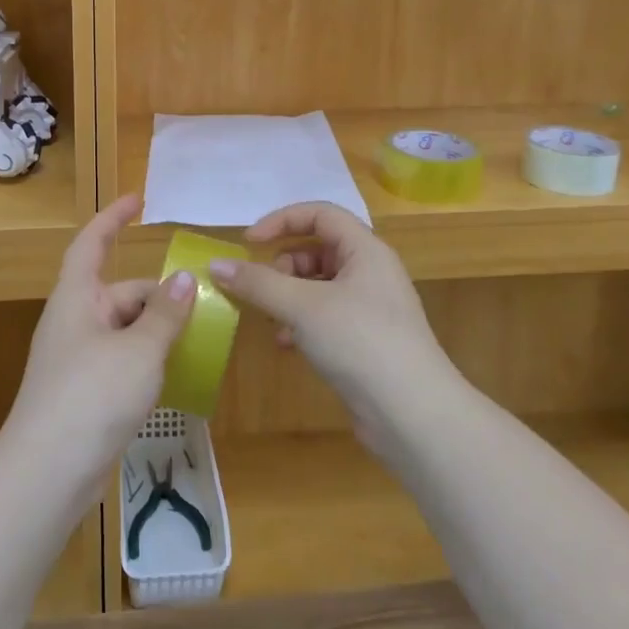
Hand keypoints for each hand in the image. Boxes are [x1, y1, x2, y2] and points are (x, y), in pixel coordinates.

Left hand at [4, 194, 195, 489]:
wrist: (48, 473)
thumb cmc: (92, 395)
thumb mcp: (139, 350)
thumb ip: (165, 314)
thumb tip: (183, 279)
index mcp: (77, 297)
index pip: (92, 243)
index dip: (113, 218)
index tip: (139, 201)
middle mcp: (74, 321)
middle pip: (121, 292)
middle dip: (159, 297)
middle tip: (203, 306)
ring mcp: (78, 359)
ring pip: (125, 329)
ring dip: (157, 331)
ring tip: (199, 339)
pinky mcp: (85, 392)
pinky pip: (122, 360)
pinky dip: (148, 360)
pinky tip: (176, 375)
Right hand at [209, 203, 458, 437]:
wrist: (413, 414)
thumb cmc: (360, 342)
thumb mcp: (302, 307)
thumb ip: (257, 282)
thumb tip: (215, 264)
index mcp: (365, 250)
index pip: (320, 214)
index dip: (282, 220)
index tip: (249, 242)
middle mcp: (371, 272)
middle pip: (318, 249)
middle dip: (282, 265)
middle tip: (260, 287)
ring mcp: (370, 308)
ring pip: (319, 285)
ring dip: (288, 297)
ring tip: (270, 319)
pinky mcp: (366, 340)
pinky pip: (325, 315)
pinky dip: (301, 322)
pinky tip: (286, 344)